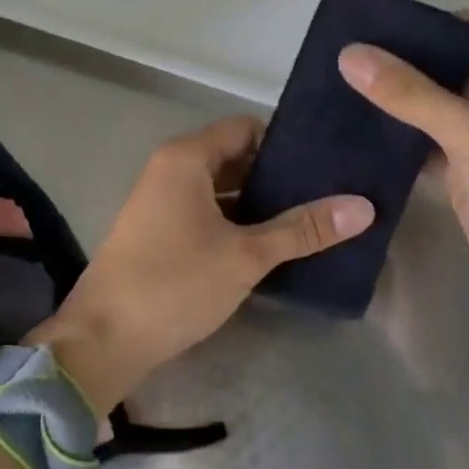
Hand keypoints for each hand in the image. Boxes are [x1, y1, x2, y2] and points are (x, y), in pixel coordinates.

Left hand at [37, 117, 373, 409]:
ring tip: (309, 222)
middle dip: (278, 177)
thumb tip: (364, 207)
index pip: (246, 128)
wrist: (104, 340)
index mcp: (186, 158)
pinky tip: (271, 246)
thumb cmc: (175, 284)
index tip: (326, 165)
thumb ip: (302, 229)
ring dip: (259, 204)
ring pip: (221, 189)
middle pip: (234, 157)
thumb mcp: (246, 255)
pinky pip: (206, 214)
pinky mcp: (159, 232)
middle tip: (328, 195)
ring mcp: (161, 202)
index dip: (285, 144)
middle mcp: (170, 169)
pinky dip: (236, 223)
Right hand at [338, 10, 468, 354]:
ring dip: (399, 103)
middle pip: (453, 67)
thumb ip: (408, 92)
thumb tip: (350, 54)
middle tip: (346, 59)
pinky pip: (432, 145)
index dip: (426, 25)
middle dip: (405, 65)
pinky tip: (359, 133)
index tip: (371, 28)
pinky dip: (402, 140)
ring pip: (439, 108)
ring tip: (341, 89)